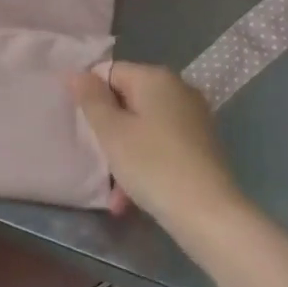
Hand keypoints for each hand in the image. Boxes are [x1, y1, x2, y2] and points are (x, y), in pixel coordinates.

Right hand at [70, 63, 241, 222]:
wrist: (209, 214)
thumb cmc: (152, 165)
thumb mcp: (111, 132)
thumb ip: (91, 99)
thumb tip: (78, 74)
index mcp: (156, 78)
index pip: (110, 72)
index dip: (91, 97)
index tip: (83, 127)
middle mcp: (178, 89)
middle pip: (127, 100)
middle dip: (108, 130)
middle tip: (96, 158)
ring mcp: (193, 118)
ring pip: (143, 127)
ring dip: (124, 153)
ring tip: (114, 191)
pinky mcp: (201, 144)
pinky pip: (161, 144)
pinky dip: (145, 163)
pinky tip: (133, 196)